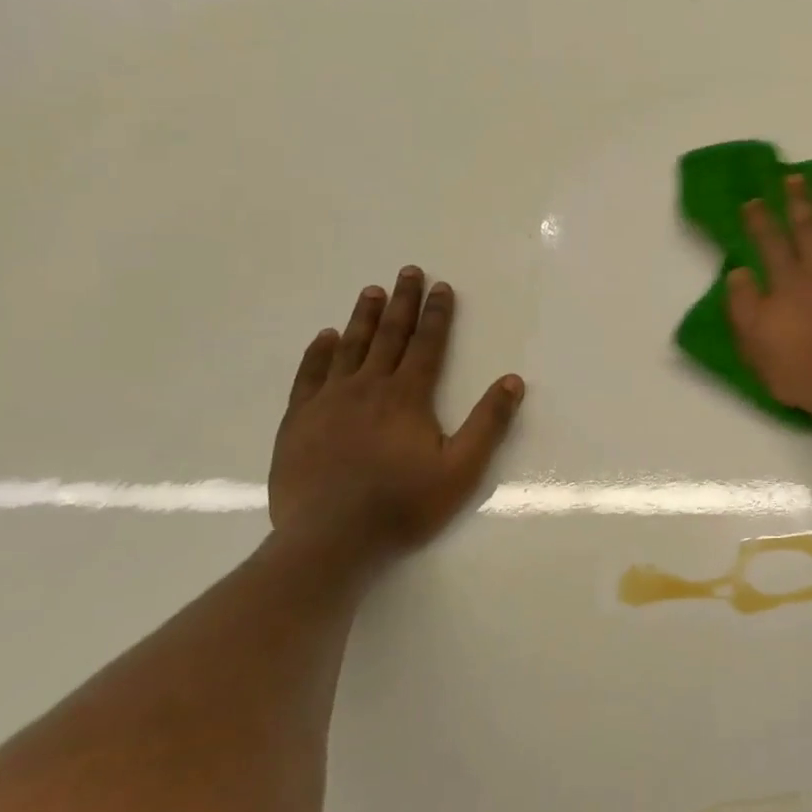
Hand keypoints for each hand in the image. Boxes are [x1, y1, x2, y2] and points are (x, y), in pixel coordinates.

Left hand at [269, 267, 524, 553]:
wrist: (330, 539)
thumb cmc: (403, 505)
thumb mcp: (461, 469)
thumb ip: (488, 423)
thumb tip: (512, 380)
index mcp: (407, 397)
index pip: (426, 344)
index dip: (436, 314)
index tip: (441, 286)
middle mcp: (367, 388)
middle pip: (388, 336)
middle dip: (402, 302)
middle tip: (408, 271)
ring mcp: (328, 402)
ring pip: (349, 348)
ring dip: (363, 318)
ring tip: (371, 291)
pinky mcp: (299, 422)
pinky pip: (309, 375)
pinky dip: (318, 353)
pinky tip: (325, 338)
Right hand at [727, 175, 811, 421]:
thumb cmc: (802, 370)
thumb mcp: (756, 344)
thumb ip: (744, 306)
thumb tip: (738, 272)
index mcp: (786, 283)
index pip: (770, 242)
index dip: (761, 220)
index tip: (754, 200)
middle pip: (807, 228)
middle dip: (798, 201)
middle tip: (794, 177)